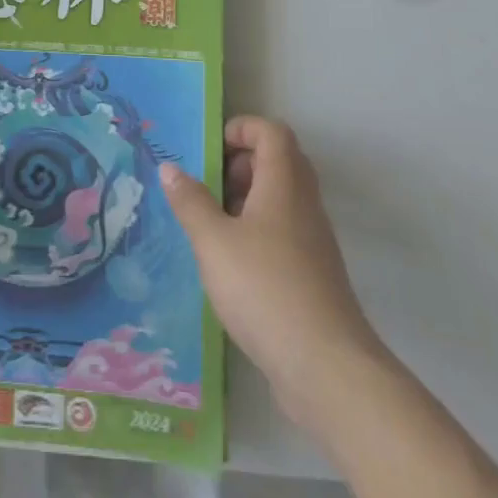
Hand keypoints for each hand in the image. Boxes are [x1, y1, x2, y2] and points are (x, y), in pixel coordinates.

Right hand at [161, 116, 387, 435]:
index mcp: (284, 183)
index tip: (210, 149)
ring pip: (282, 199)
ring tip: (212, 224)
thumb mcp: (214, 242)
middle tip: (209, 185)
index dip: (242, 129)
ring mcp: (313, 241)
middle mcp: (304, 204)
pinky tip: (231, 263)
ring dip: (247, 200)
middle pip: (279, 161)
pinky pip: (285, 232)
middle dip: (241, 164)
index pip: (272, 132)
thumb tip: (170, 167)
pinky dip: (258, 232)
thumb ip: (191, 202)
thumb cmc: (265, 289)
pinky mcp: (314, 275)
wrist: (327, 368)